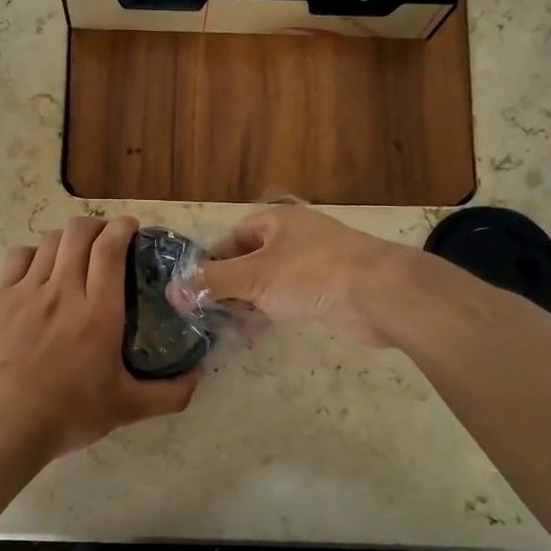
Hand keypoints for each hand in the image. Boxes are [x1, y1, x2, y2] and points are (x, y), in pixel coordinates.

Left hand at [0, 216, 201, 462]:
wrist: (2, 427)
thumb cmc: (68, 415)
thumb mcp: (128, 409)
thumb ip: (170, 393)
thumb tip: (200, 376)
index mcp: (99, 313)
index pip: (110, 248)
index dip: (122, 228)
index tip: (131, 228)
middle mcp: (64, 291)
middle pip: (79, 233)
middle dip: (97, 226)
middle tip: (106, 239)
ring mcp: (26, 292)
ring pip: (50, 241)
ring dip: (68, 238)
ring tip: (75, 251)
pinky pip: (18, 257)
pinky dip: (34, 253)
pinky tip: (39, 267)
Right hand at [198, 203, 419, 347]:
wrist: (378, 293)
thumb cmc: (310, 274)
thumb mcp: (253, 277)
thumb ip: (212, 284)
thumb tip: (172, 291)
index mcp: (276, 221)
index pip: (232, 238)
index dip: (212, 263)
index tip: (195, 290)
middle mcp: (294, 236)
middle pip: (250, 259)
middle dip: (229, 285)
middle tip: (209, 313)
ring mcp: (314, 262)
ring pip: (270, 280)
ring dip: (250, 300)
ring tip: (230, 325)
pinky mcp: (329, 288)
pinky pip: (291, 295)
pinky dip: (273, 309)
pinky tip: (261, 329)